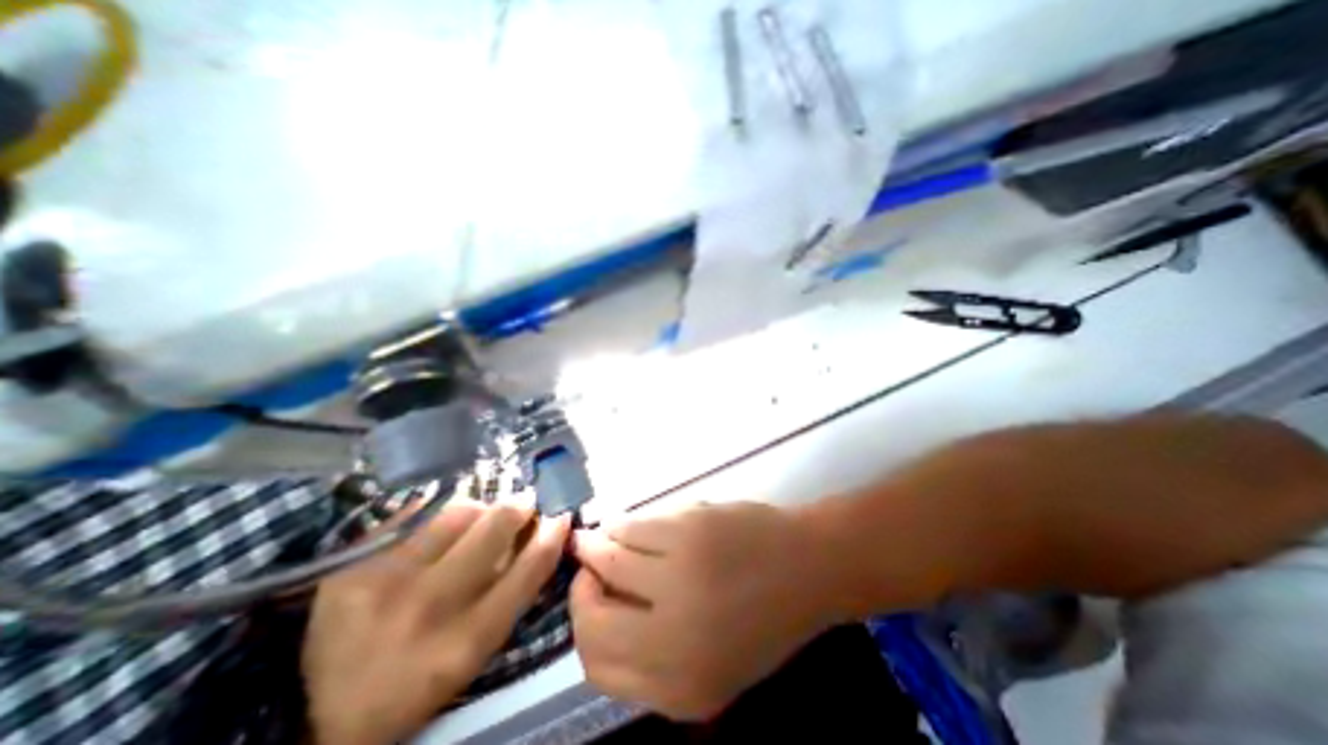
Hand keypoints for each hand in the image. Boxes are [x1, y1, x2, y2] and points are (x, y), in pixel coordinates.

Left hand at [303, 502, 574, 744]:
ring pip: (459, 509)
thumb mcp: (476, 650)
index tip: (559, 516)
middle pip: (494, 525)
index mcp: (465, 642)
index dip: (551, 535)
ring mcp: (385, 578)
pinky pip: (418, 512)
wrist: (319, 711)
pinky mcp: (353, 562)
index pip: (528, 569)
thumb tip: (542, 532)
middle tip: (521, 504)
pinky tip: (436, 529)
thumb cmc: (420, 677)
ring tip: (474, 521)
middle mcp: (427, 607)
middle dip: (517, 508)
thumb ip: (513, 592)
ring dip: (478, 510)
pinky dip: (438, 514)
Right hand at [567, 504, 826, 718]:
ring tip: (598, 537)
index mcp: (681, 688)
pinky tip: (622, 523)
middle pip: (592, 620)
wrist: (808, 568)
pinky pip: (632, 527)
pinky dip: (620, 525)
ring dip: (595, 546)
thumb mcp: (711, 662)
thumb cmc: (762, 616)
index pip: (598, 667)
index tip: (590, 600)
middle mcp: (674, 642)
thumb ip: (654, 654)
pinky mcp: (686, 532)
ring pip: (608, 560)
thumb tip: (599, 610)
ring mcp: (679, 580)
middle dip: (582, 591)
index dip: (585, 629)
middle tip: (587, 568)